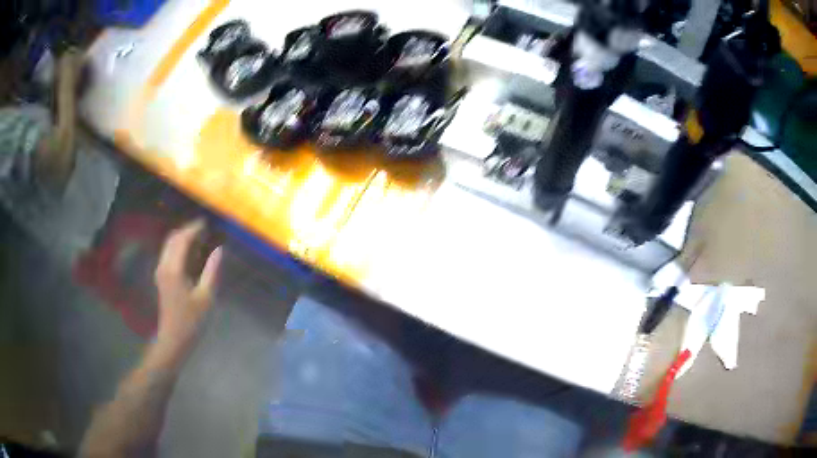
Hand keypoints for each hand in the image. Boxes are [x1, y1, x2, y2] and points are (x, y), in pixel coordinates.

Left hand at [153, 220, 222, 359]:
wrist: (174, 339)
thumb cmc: (192, 321)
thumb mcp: (206, 297)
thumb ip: (212, 271)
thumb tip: (219, 249)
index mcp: (173, 269)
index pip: (182, 240)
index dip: (194, 229)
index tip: (206, 222)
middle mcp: (164, 266)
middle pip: (173, 239)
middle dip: (187, 230)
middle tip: (203, 228)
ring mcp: (160, 272)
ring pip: (169, 245)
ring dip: (182, 238)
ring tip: (199, 238)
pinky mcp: (161, 278)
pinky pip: (168, 254)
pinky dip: (179, 247)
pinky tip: (191, 253)